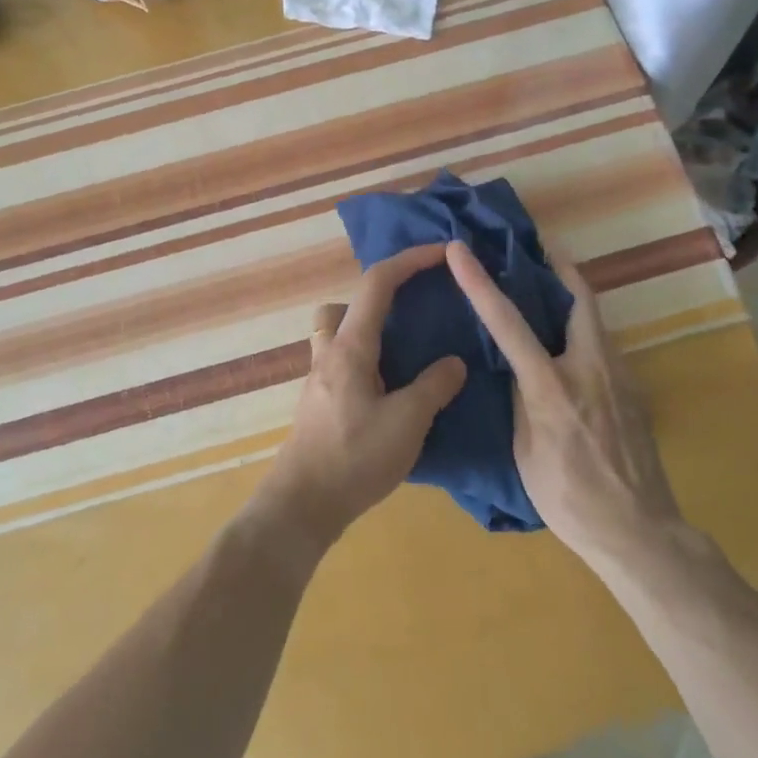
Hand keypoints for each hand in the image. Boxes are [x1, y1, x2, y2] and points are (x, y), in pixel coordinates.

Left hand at [261, 244, 467, 548]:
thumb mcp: (407, 422)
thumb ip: (434, 387)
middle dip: (378, 298)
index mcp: (351, 346)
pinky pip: (341, 363)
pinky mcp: (319, 403)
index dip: (410, 260)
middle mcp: (330, 353)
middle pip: (346, 303)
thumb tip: (454, 363)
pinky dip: (366, 363)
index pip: (378, 283)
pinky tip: (390, 394)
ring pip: (337, 333)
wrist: (303, 504)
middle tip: (413, 317)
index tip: (441, 253)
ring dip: (367, 332)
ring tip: (404, 358)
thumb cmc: (354, 457)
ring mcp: (319, 378)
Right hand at [444, 239, 679, 568]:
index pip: (508, 322)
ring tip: (546, 289)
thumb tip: (516, 369)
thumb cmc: (569, 498)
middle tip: (535, 248)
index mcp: (551, 385)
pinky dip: (582, 328)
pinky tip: (569, 345)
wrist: (639, 532)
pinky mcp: (633, 389)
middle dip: (557, 266)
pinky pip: (603, 343)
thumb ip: (520, 400)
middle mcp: (589, 367)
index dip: (479, 282)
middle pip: (578, 297)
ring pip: (595, 318)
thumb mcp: (525, 451)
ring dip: (571, 296)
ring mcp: (618, 376)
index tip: (460, 249)